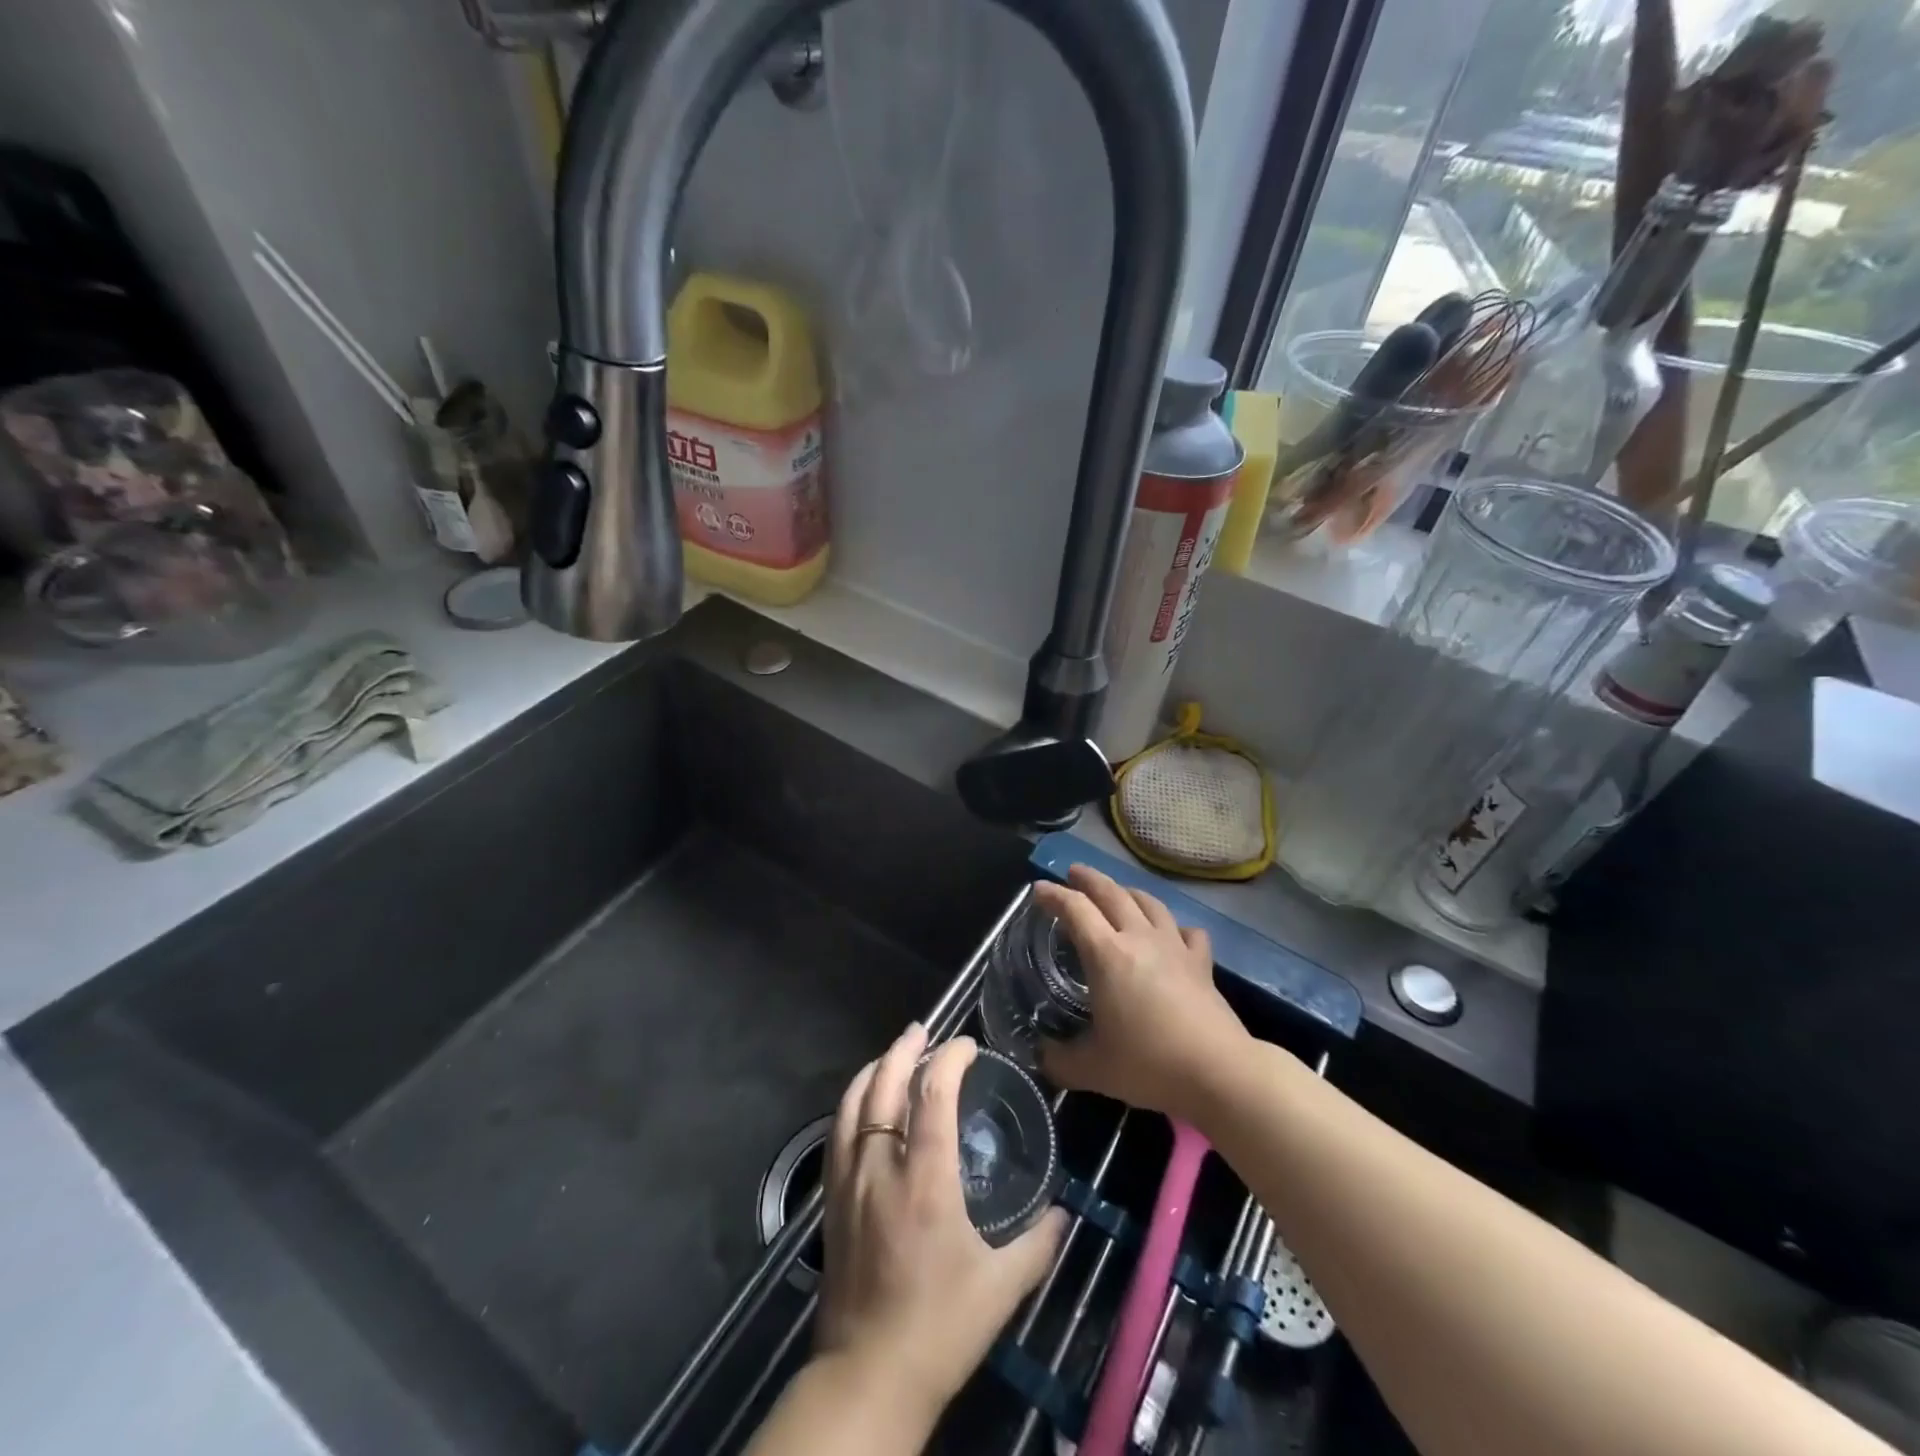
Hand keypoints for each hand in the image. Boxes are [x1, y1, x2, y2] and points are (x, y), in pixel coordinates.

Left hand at [816, 1024, 1066, 1422]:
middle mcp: (882, 1167)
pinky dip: (851, 1102)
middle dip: (905, 1049)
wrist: (869, 1375)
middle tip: (924, 1030)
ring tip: (893, 1053)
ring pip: (853, 1103)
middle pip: (884, 1085)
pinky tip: (862, 1100)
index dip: (950, 1058)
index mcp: (926, 1179)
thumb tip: (1062, 1213)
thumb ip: (1038, 1243)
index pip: (933, 1093)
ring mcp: (850, 1181)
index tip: (968, 1046)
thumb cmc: (941, 1326)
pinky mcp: (831, 1200)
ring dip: (874, 1069)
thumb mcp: (1002, 1287)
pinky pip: (836, 1132)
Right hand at [1036, 866, 1252, 1122]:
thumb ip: (1059, 1060)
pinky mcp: (1201, 963)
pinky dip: (1173, 926)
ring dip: (1127, 891)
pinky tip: (1171, 933)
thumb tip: (1041, 1055)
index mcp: (1107, 954)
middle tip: (1073, 873)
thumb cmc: (1149, 1064)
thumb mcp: (1092, 1069)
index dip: (1054, 895)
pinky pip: (1186, 931)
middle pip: (1112, 893)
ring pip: (1149, 903)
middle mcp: (1139, 938)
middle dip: (1089, 879)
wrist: (1219, 1071)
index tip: (1039, 889)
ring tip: (1117, 893)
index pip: (1075, 909)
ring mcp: (1174, 946)